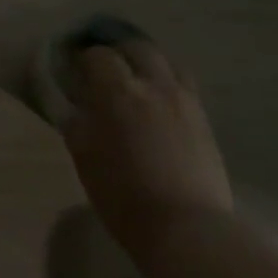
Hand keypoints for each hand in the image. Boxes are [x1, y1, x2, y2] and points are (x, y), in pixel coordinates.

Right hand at [54, 23, 233, 264]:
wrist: (187, 229)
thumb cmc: (123, 194)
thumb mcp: (83, 156)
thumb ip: (76, 121)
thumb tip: (73, 103)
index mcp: (118, 92)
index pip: (98, 55)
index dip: (83, 59)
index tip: (74, 71)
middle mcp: (154, 86)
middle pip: (137, 48)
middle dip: (118, 52)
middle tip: (104, 69)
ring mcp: (185, 101)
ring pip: (167, 62)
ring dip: (147, 64)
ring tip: (136, 82)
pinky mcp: (204, 120)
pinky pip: (184, 85)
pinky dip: (167, 83)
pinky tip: (159, 104)